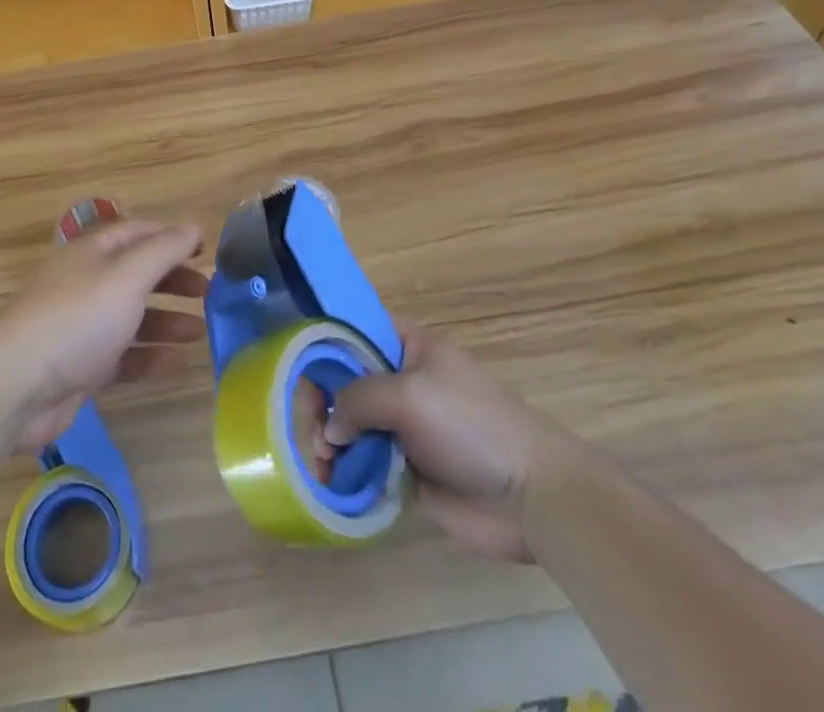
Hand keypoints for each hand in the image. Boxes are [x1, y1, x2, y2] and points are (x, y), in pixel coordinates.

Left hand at [0, 219, 207, 450]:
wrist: (16, 384)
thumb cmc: (77, 317)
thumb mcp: (127, 275)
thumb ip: (164, 251)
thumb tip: (193, 227)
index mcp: (94, 252)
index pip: (138, 232)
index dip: (172, 236)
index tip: (206, 249)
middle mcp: (88, 282)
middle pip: (137, 273)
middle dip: (173, 279)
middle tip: (208, 292)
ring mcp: (84, 326)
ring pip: (133, 316)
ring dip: (167, 320)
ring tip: (201, 332)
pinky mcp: (81, 366)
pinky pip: (124, 356)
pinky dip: (150, 357)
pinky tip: (178, 365)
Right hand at [319, 325, 577, 560]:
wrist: (531, 495)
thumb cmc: (470, 425)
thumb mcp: (409, 395)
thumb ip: (359, 398)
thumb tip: (331, 428)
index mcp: (408, 347)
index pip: (356, 328)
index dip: (324, 339)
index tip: (291, 359)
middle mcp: (401, 381)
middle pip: (346, 380)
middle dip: (322, 399)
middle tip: (309, 424)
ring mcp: (404, 427)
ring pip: (352, 424)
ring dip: (330, 439)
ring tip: (321, 460)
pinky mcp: (408, 470)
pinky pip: (366, 462)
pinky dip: (345, 470)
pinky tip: (330, 481)